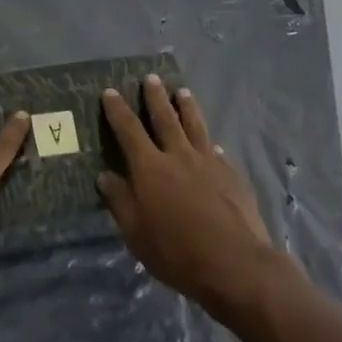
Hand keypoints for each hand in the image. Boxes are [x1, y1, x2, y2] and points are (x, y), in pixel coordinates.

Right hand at [98, 76, 283, 315]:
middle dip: (155, 97)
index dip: (117, 110)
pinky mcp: (231, 174)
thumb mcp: (136, 234)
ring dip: (187, 107)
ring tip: (182, 91)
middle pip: (165, 118)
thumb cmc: (178, 253)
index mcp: (150, 168)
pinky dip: (209, 141)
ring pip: (195, 125)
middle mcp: (178, 156)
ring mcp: (208, 162)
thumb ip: (120, 201)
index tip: (110, 92)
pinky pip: (216, 150)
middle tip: (151, 78)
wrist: (236, 264)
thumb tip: (105, 175)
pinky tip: (211, 141)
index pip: (128, 130)